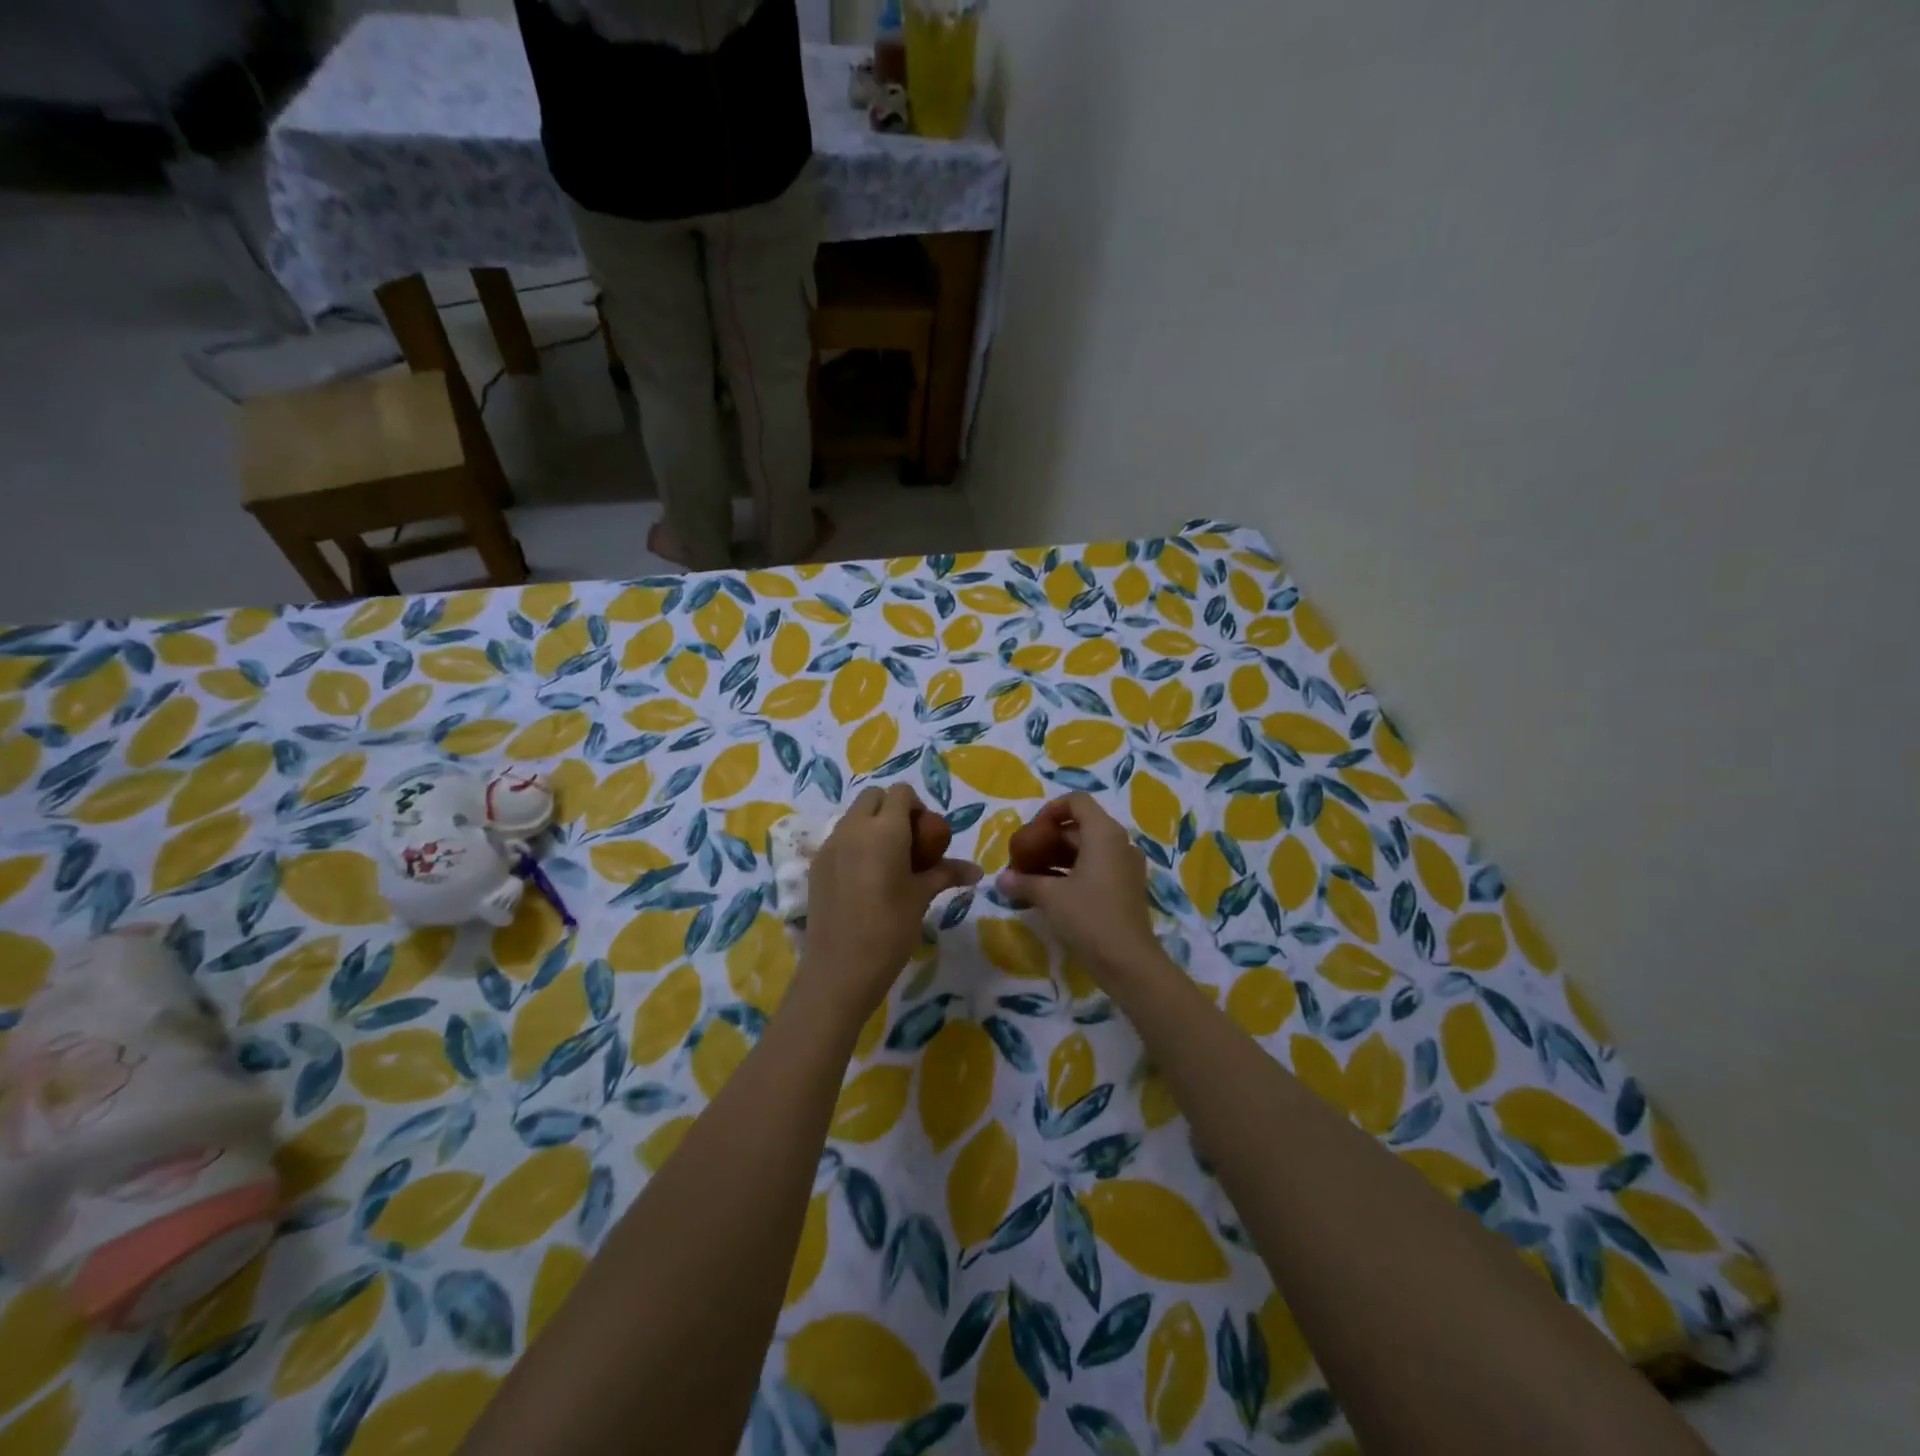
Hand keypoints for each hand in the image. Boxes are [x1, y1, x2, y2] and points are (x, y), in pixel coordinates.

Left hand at [803, 785, 980, 1017]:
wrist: (841, 968)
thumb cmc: (890, 929)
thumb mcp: (922, 897)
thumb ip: (946, 873)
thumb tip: (977, 870)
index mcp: (884, 830)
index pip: (901, 793)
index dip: (917, 806)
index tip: (926, 835)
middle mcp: (853, 828)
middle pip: (873, 797)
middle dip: (892, 809)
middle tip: (908, 843)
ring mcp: (830, 845)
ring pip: (853, 816)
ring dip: (872, 825)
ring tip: (887, 862)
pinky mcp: (816, 864)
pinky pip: (838, 838)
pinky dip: (854, 844)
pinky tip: (864, 878)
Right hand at [996, 793, 1162, 983]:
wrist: (1128, 962)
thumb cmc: (1089, 917)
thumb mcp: (1050, 897)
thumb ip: (1023, 882)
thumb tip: (1001, 880)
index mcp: (1104, 833)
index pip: (1077, 801)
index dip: (1050, 810)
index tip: (1030, 832)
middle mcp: (1119, 843)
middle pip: (1079, 827)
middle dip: (1048, 839)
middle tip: (1023, 859)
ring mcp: (1125, 866)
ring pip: (1086, 849)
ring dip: (1057, 858)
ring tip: (1030, 877)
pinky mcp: (1125, 887)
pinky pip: (1096, 867)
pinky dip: (1072, 873)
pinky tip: (1049, 893)